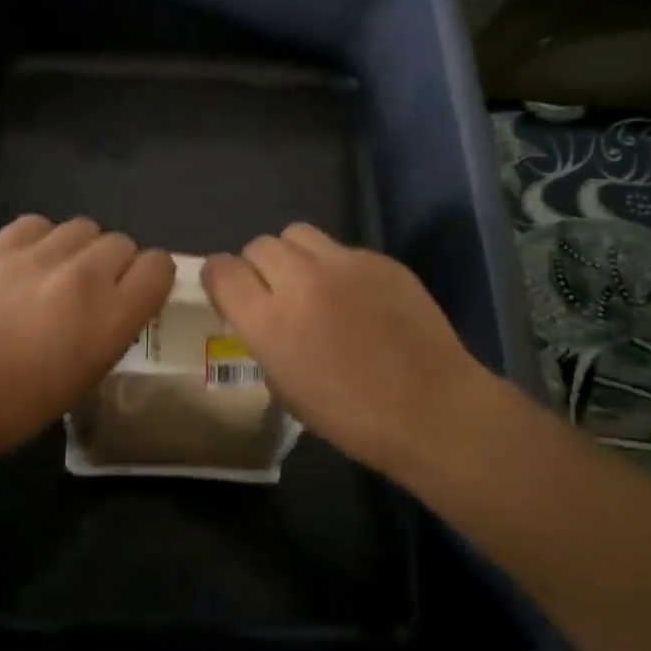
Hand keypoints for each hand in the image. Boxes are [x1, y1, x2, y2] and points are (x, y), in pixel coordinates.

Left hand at [0, 215, 174, 457]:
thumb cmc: (19, 405)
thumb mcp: (87, 375)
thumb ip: (112, 330)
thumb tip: (115, 306)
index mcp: (112, 316)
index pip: (158, 266)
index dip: (151, 276)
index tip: (137, 291)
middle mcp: (86, 275)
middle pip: (122, 242)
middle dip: (115, 264)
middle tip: (91, 290)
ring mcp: (42, 254)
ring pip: (84, 227)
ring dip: (80, 248)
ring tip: (57, 272)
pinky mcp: (2, 244)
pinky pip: (39, 223)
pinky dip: (41, 239)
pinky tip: (26, 263)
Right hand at [201, 224, 498, 475]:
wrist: (432, 409)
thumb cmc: (352, 417)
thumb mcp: (285, 388)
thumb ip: (263, 340)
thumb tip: (260, 315)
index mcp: (270, 322)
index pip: (222, 270)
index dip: (219, 278)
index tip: (228, 292)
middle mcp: (301, 282)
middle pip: (258, 245)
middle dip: (257, 266)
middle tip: (274, 293)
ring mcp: (344, 264)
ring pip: (297, 233)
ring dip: (293, 255)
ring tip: (311, 283)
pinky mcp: (379, 260)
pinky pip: (341, 249)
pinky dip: (336, 267)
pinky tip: (357, 298)